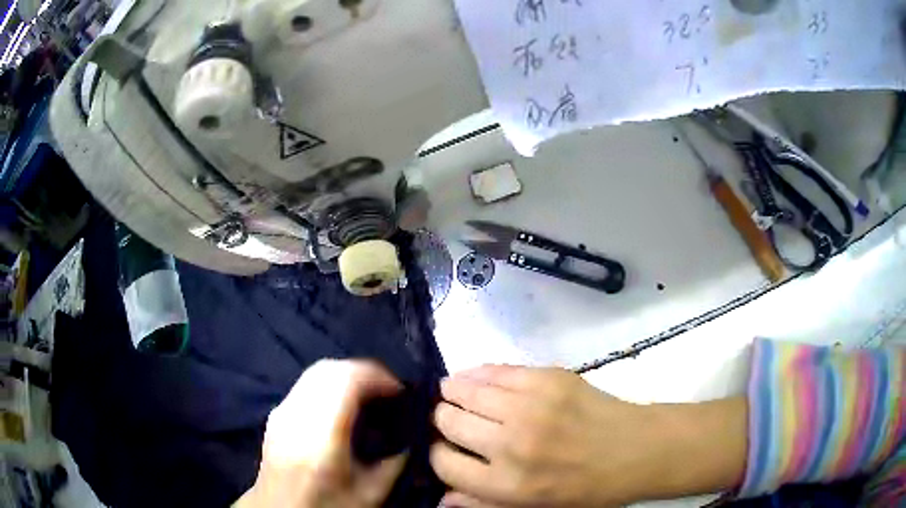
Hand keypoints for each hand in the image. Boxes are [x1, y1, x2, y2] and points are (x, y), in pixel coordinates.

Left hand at [236, 360, 407, 507]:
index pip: (346, 380)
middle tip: (389, 393)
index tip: (401, 392)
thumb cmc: (329, 507)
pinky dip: (331, 385)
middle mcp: (295, 415)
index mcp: (320, 436)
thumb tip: (412, 431)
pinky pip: (307, 384)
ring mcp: (282, 411)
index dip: (378, 376)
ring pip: (316, 372)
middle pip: (329, 368)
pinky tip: (344, 407)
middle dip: (364, 373)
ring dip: (347, 377)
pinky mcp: (277, 414)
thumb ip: (396, 460)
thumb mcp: (372, 493)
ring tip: (370, 398)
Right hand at [430, 365, 745, 507]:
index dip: (437, 454)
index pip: (443, 463)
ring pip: (465, 389)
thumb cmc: (586, 488)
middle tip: (451, 420)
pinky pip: (495, 369)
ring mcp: (530, 406)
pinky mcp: (547, 378)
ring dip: (453, 392)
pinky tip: (475, 378)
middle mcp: (512, 444)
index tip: (445, 448)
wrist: (636, 450)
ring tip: (453, 394)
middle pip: (448, 421)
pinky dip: (478, 374)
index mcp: (507, 484)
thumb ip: (482, 505)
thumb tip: (439, 499)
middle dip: (442, 420)